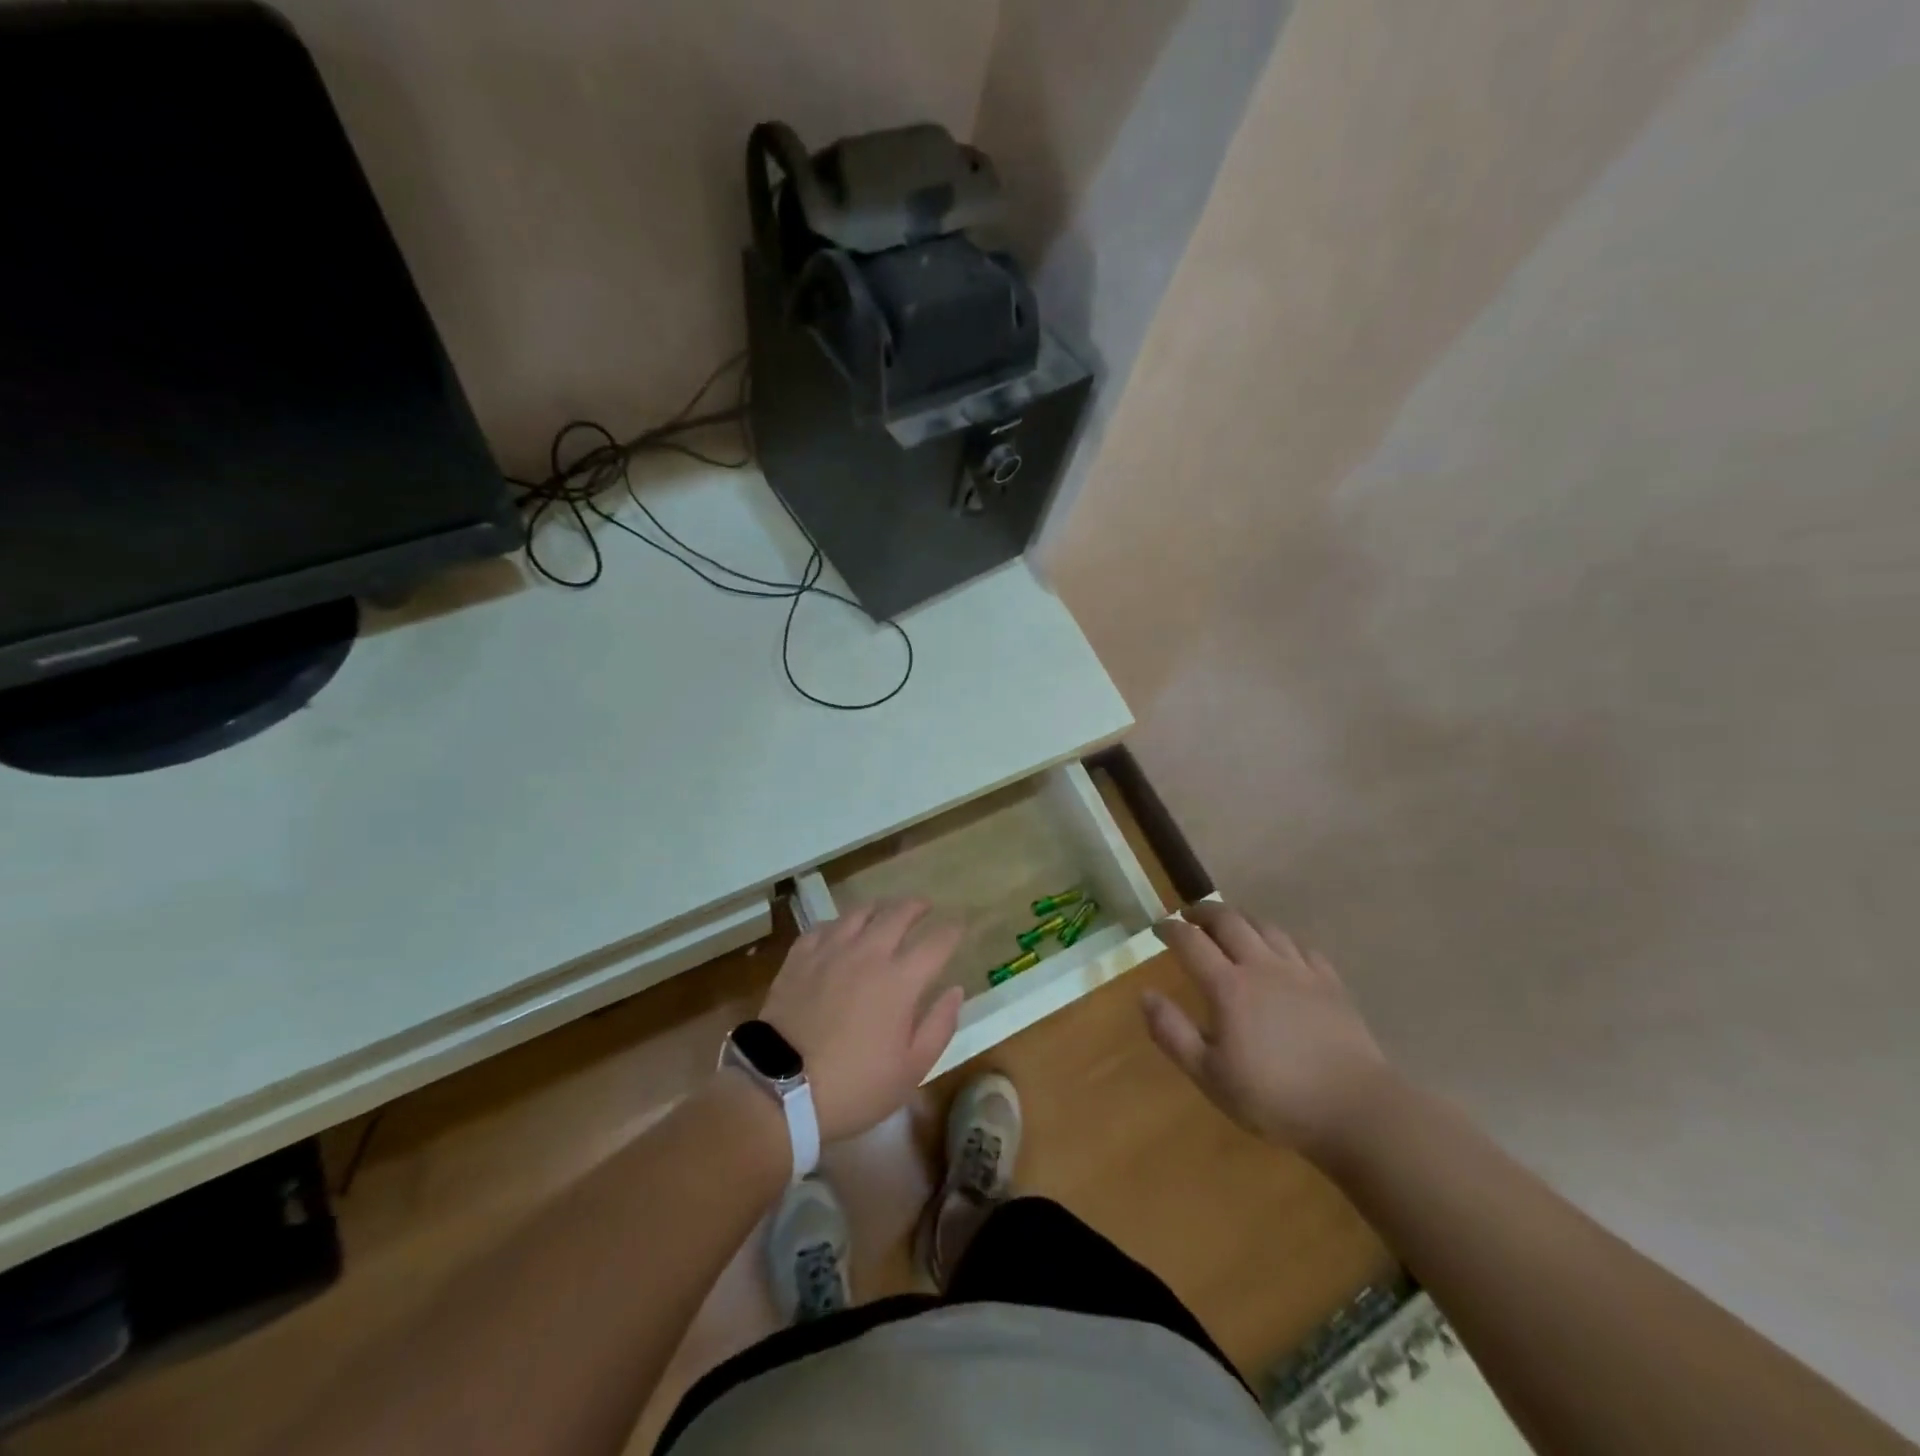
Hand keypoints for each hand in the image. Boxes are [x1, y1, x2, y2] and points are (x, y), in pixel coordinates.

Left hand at [759, 900, 965, 1142]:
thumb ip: (939, 1026)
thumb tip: (955, 990)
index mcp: (901, 980)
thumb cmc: (854, 1086)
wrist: (780, 1090)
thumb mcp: (910, 1070)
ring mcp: (830, 951)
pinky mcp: (800, 958)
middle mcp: (868, 953)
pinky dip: (838, 924)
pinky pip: (823, 927)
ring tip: (884, 911)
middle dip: (917, 907)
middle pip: (898, 914)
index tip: (960, 926)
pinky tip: (839, 931)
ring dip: (879, 908)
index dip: (952, 931)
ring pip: (859, 913)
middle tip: (925, 907)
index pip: (936, 942)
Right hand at [1142, 902, 1391, 1157]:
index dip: (1170, 928)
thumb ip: (1172, 1033)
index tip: (1157, 926)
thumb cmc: (1274, 1097)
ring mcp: (1300, 971)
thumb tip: (1145, 995)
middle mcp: (1262, 966)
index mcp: (1229, 986)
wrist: (1356, 1110)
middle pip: (1228, 920)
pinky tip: (1279, 949)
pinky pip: (1301, 946)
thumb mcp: (1210, 1075)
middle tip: (1189, 915)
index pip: (1190, 941)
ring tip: (1229, 923)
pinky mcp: (1330, 983)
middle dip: (1203, 912)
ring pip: (1265, 926)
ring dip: (1240, 918)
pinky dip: (1280, 939)